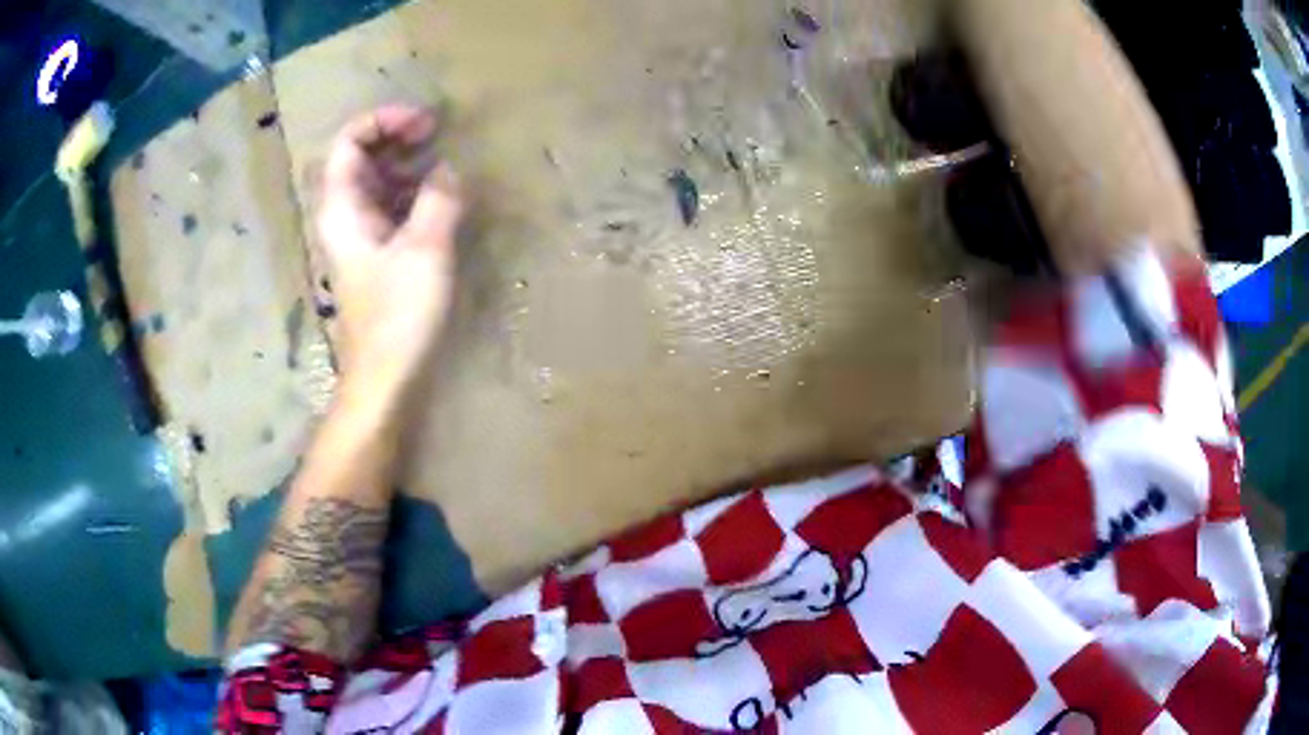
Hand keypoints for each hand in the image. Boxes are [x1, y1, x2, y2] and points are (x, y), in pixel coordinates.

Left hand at [317, 105, 463, 394]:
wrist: (386, 378)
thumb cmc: (398, 315)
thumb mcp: (424, 249)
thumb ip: (438, 198)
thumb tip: (448, 170)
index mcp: (343, 208)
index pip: (349, 142)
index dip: (383, 121)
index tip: (425, 123)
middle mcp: (346, 215)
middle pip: (362, 158)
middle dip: (397, 137)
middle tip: (437, 133)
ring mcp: (361, 236)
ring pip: (378, 182)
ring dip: (408, 164)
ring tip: (445, 160)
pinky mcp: (378, 256)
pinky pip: (392, 208)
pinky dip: (415, 193)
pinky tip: (442, 197)